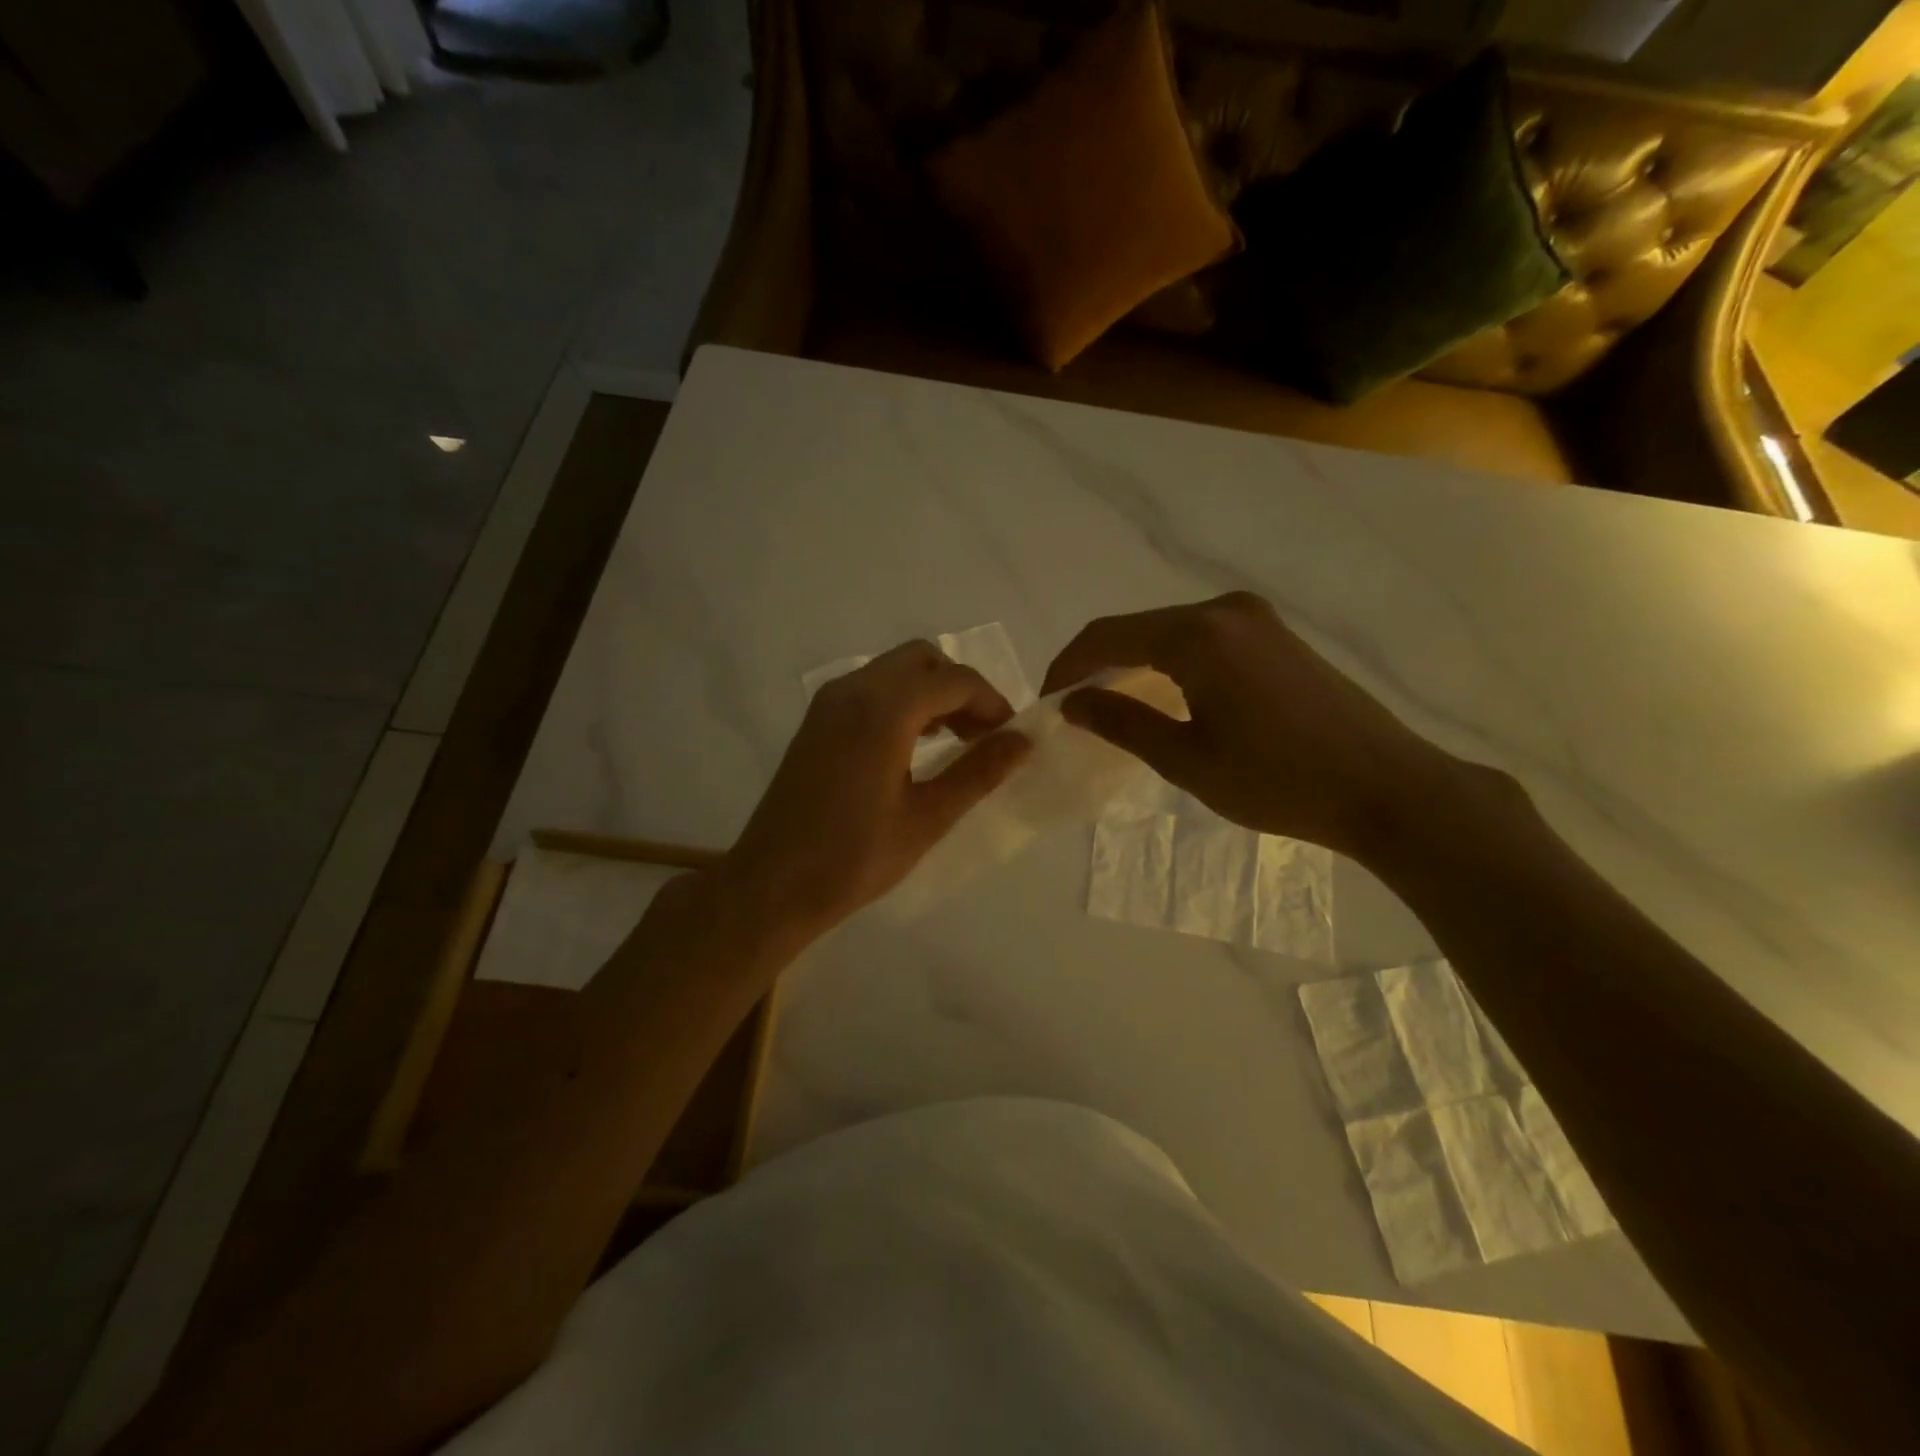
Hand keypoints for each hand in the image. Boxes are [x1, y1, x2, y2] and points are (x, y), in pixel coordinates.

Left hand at [722, 640, 1031, 939]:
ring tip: (956, 741)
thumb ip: (979, 772)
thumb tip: (1023, 740)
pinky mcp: (818, 719)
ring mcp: (830, 702)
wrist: (773, 884)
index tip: (1010, 738)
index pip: (954, 680)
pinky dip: (903, 701)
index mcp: (883, 711)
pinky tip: (915, 744)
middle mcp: (854, 690)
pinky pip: (871, 688)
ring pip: (895, 670)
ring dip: (932, 692)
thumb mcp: (927, 818)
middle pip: (923, 660)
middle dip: (961, 688)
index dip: (992, 702)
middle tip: (983, 735)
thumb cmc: (854, 858)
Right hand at [1042, 592, 1470, 859]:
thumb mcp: (1186, 759)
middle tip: (1073, 707)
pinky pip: (1203, 639)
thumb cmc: (1278, 780)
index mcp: (1197, 635)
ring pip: (1169, 632)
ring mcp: (1256, 619)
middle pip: (1137, 628)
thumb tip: (1072, 701)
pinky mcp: (1276, 636)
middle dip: (1097, 663)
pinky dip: (1169, 661)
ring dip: (1133, 662)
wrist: (1386, 788)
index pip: (1107, 635)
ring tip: (1110, 704)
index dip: (1067, 665)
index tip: (1044, 701)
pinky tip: (1163, 694)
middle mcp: (1224, 610)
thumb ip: (1122, 722)